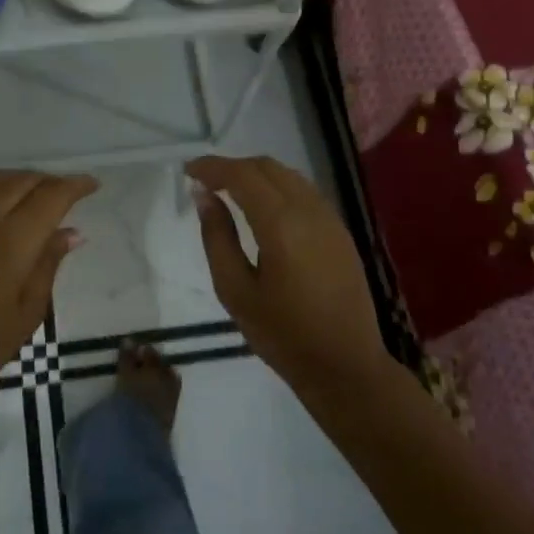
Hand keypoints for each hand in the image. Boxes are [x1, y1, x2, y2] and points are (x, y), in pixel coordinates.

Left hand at [0, 169, 97, 405]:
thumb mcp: (28, 311)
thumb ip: (49, 263)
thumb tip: (71, 231)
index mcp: (11, 239)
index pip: (52, 195)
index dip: (75, 186)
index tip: (92, 185)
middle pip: (22, 180)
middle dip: (49, 182)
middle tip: (65, 194)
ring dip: (18, 181)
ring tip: (32, 195)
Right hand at [187, 155, 390, 394]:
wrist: (345, 366)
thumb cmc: (282, 334)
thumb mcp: (235, 290)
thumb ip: (217, 237)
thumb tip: (204, 196)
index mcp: (281, 224)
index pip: (241, 175)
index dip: (212, 167)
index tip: (188, 170)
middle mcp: (309, 210)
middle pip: (266, 167)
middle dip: (233, 167)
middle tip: (205, 183)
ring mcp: (329, 219)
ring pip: (288, 175)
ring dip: (256, 175)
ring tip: (230, 192)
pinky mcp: (340, 231)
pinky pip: (304, 192)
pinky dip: (277, 187)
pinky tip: (263, 208)